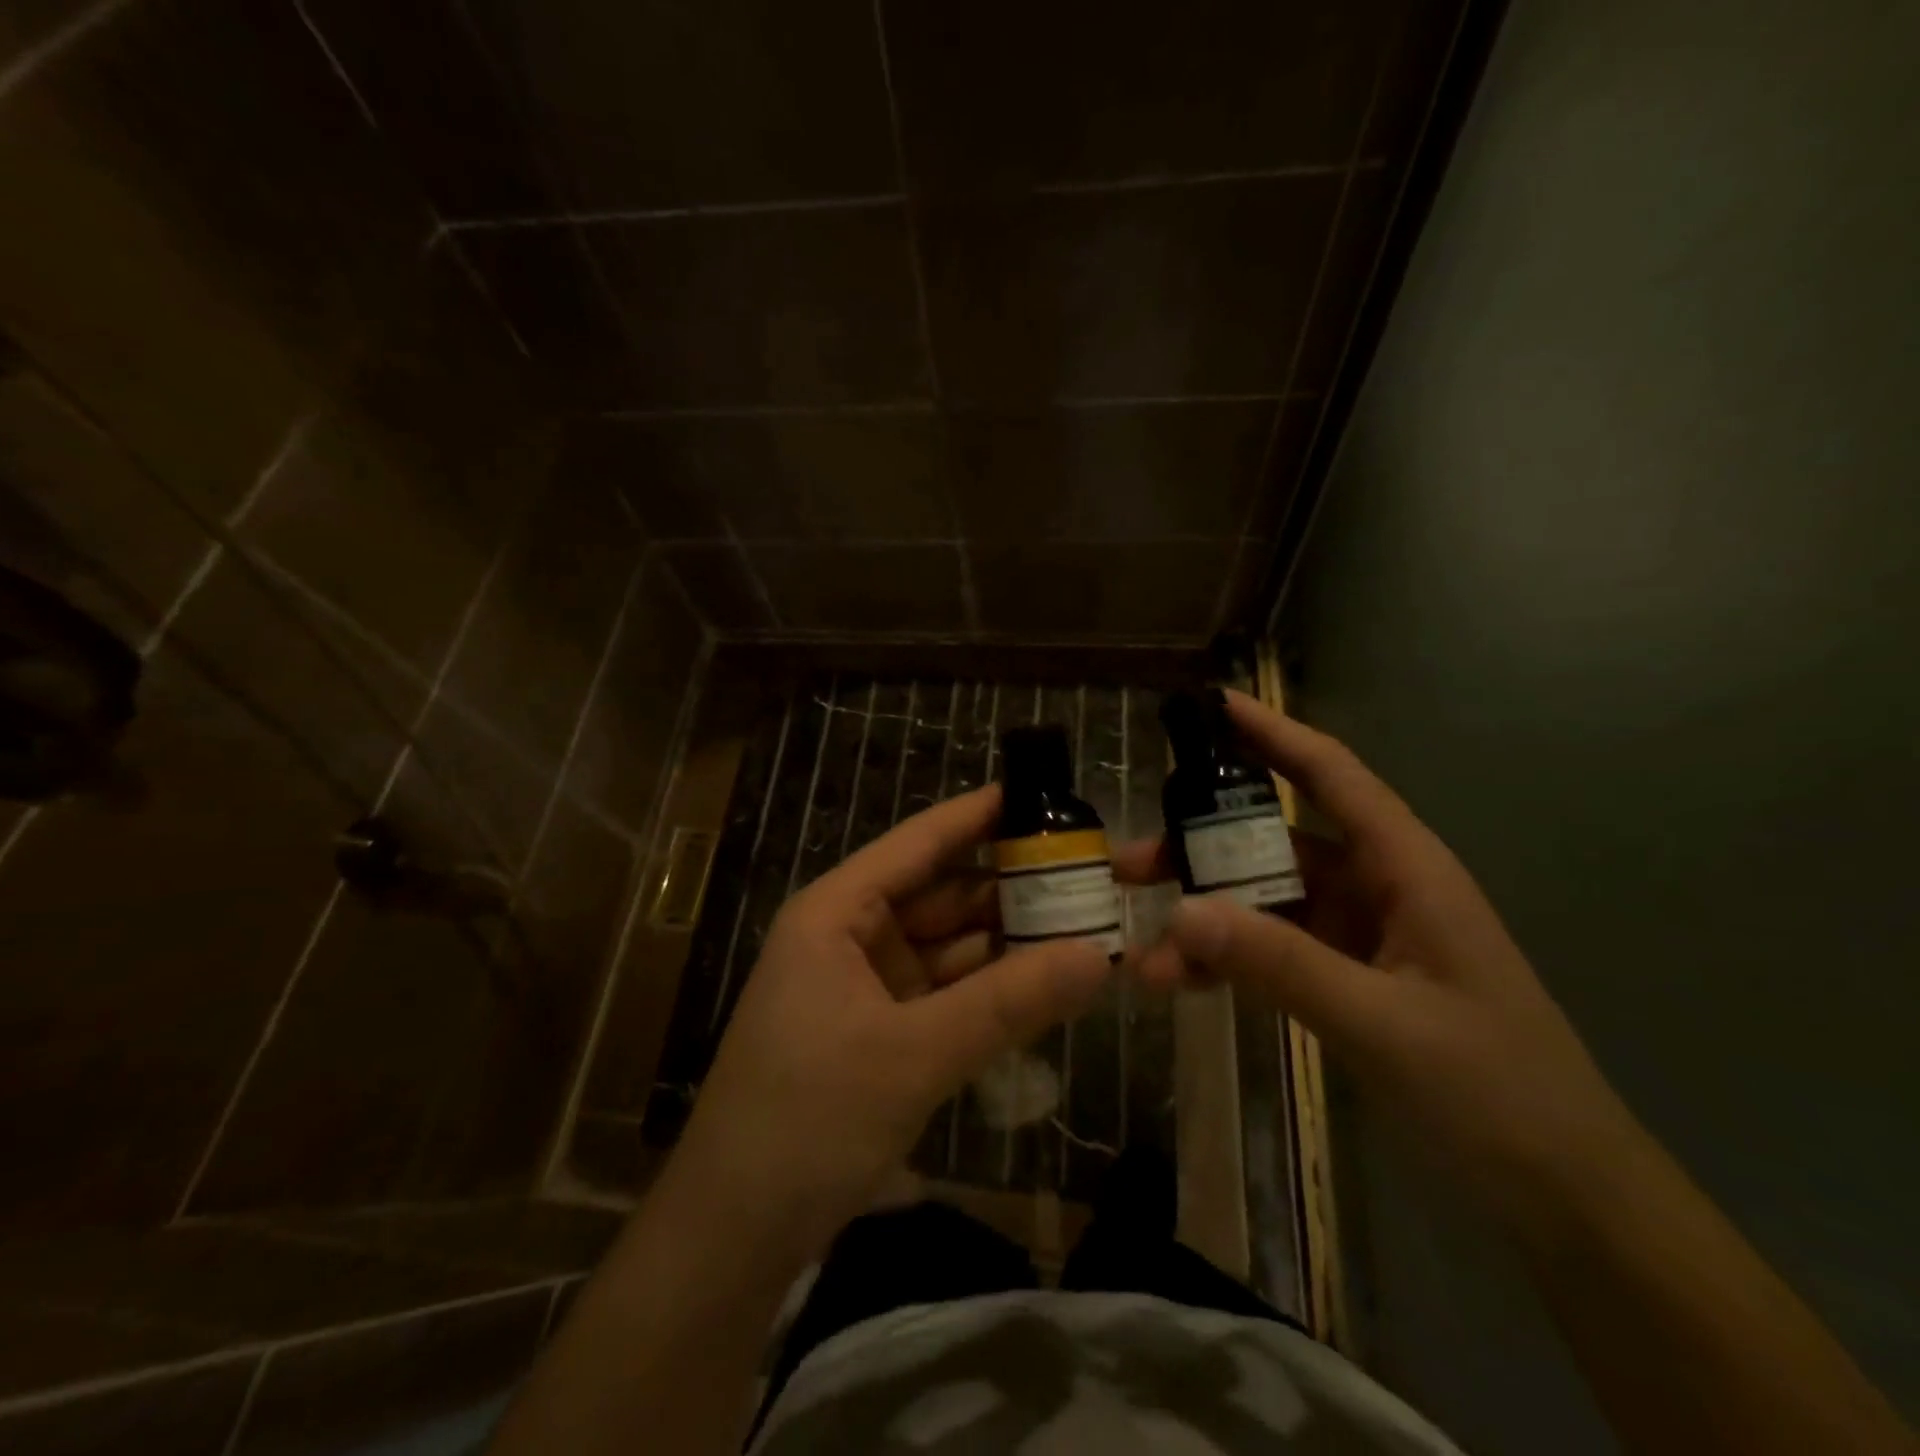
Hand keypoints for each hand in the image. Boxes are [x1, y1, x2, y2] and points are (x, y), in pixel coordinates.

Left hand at [673, 785, 1110, 1254]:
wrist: (734, 1234)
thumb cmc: (809, 1117)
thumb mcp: (914, 1054)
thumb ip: (1008, 1002)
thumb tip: (1098, 956)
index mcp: (837, 912)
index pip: (918, 843)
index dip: (978, 816)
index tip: (1041, 794)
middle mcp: (849, 936)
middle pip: (940, 894)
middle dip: (1009, 888)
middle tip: (1088, 877)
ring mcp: (864, 986)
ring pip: (947, 947)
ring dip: (1006, 942)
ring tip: (1083, 925)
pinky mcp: (878, 1032)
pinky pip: (944, 993)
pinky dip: (988, 990)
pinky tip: (1043, 984)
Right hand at [1124, 690, 1640, 1229]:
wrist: (1562, 1193)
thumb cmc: (1495, 1090)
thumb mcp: (1382, 1022)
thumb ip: (1280, 962)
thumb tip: (1180, 909)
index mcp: (1405, 868)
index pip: (1331, 775)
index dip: (1272, 733)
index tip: (1211, 704)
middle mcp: (1377, 887)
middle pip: (1274, 842)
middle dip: (1200, 848)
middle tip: (1128, 863)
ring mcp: (1358, 935)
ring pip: (1264, 903)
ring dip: (1206, 921)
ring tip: (1145, 953)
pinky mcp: (1344, 978)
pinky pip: (1271, 951)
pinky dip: (1228, 962)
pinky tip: (1183, 985)